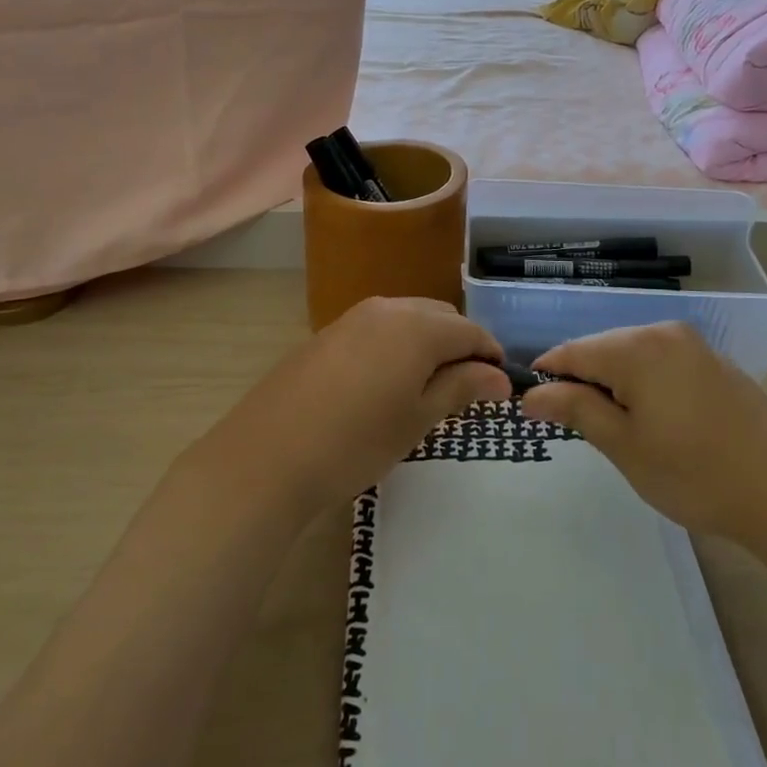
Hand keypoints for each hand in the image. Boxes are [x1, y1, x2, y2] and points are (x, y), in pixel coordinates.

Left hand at [200, 297, 509, 514]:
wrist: (266, 457)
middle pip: (441, 317)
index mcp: (417, 326)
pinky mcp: (328, 333)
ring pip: (408, 319)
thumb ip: (462, 387)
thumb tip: (501, 376)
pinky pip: (378, 329)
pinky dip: (397, 346)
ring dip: (428, 344)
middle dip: (461, 346)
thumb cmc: (356, 442)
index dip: (491, 356)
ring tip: (428, 388)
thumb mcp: (417, 418)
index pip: (471, 331)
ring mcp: (353, 317)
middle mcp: (388, 308)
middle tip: (466, 390)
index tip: (500, 388)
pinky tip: (387, 383)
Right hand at [523, 321, 766, 546]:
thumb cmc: (695, 473)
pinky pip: (661, 362)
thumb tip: (532, 394)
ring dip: (613, 384)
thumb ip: (576, 410)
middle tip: (576, 429)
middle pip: (602, 349)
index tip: (531, 408)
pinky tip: (655, 421)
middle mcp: (663, 332)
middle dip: (582, 382)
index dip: (546, 376)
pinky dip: (644, 384)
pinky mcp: (713, 362)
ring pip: (631, 355)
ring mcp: (693, 345)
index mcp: (636, 347)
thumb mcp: (625, 446)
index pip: (571, 352)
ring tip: (616, 430)